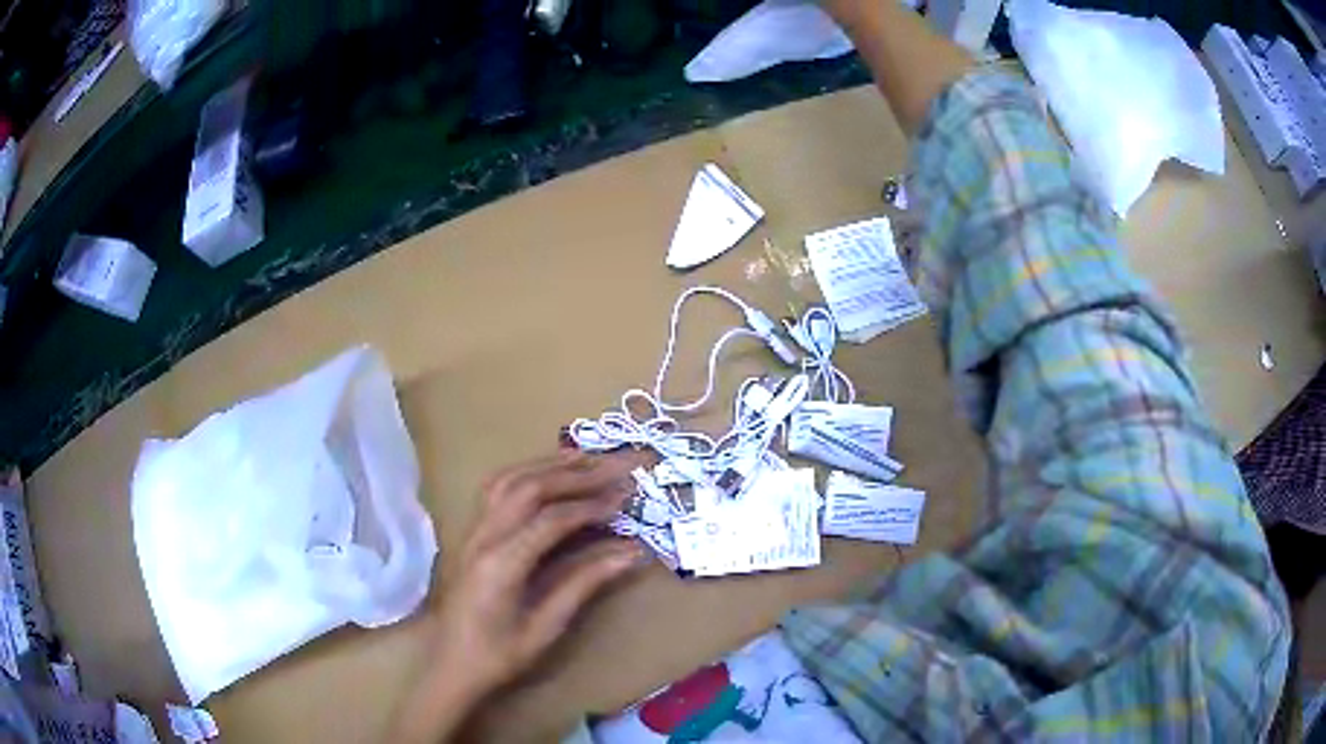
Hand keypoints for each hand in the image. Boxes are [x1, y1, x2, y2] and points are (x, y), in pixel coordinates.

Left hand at [394, 450, 648, 742]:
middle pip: (529, 488)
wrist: (451, 666)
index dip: (592, 506)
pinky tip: (545, 474)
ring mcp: (472, 532)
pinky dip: (525, 473)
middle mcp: (483, 537)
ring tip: (587, 458)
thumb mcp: (547, 627)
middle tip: (616, 467)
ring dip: (549, 465)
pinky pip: (495, 489)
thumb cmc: (499, 655)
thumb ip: (585, 584)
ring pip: (508, 480)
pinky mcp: (471, 535)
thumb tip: (632, 553)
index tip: (626, 500)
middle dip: (576, 474)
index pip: (551, 519)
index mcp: (501, 564)